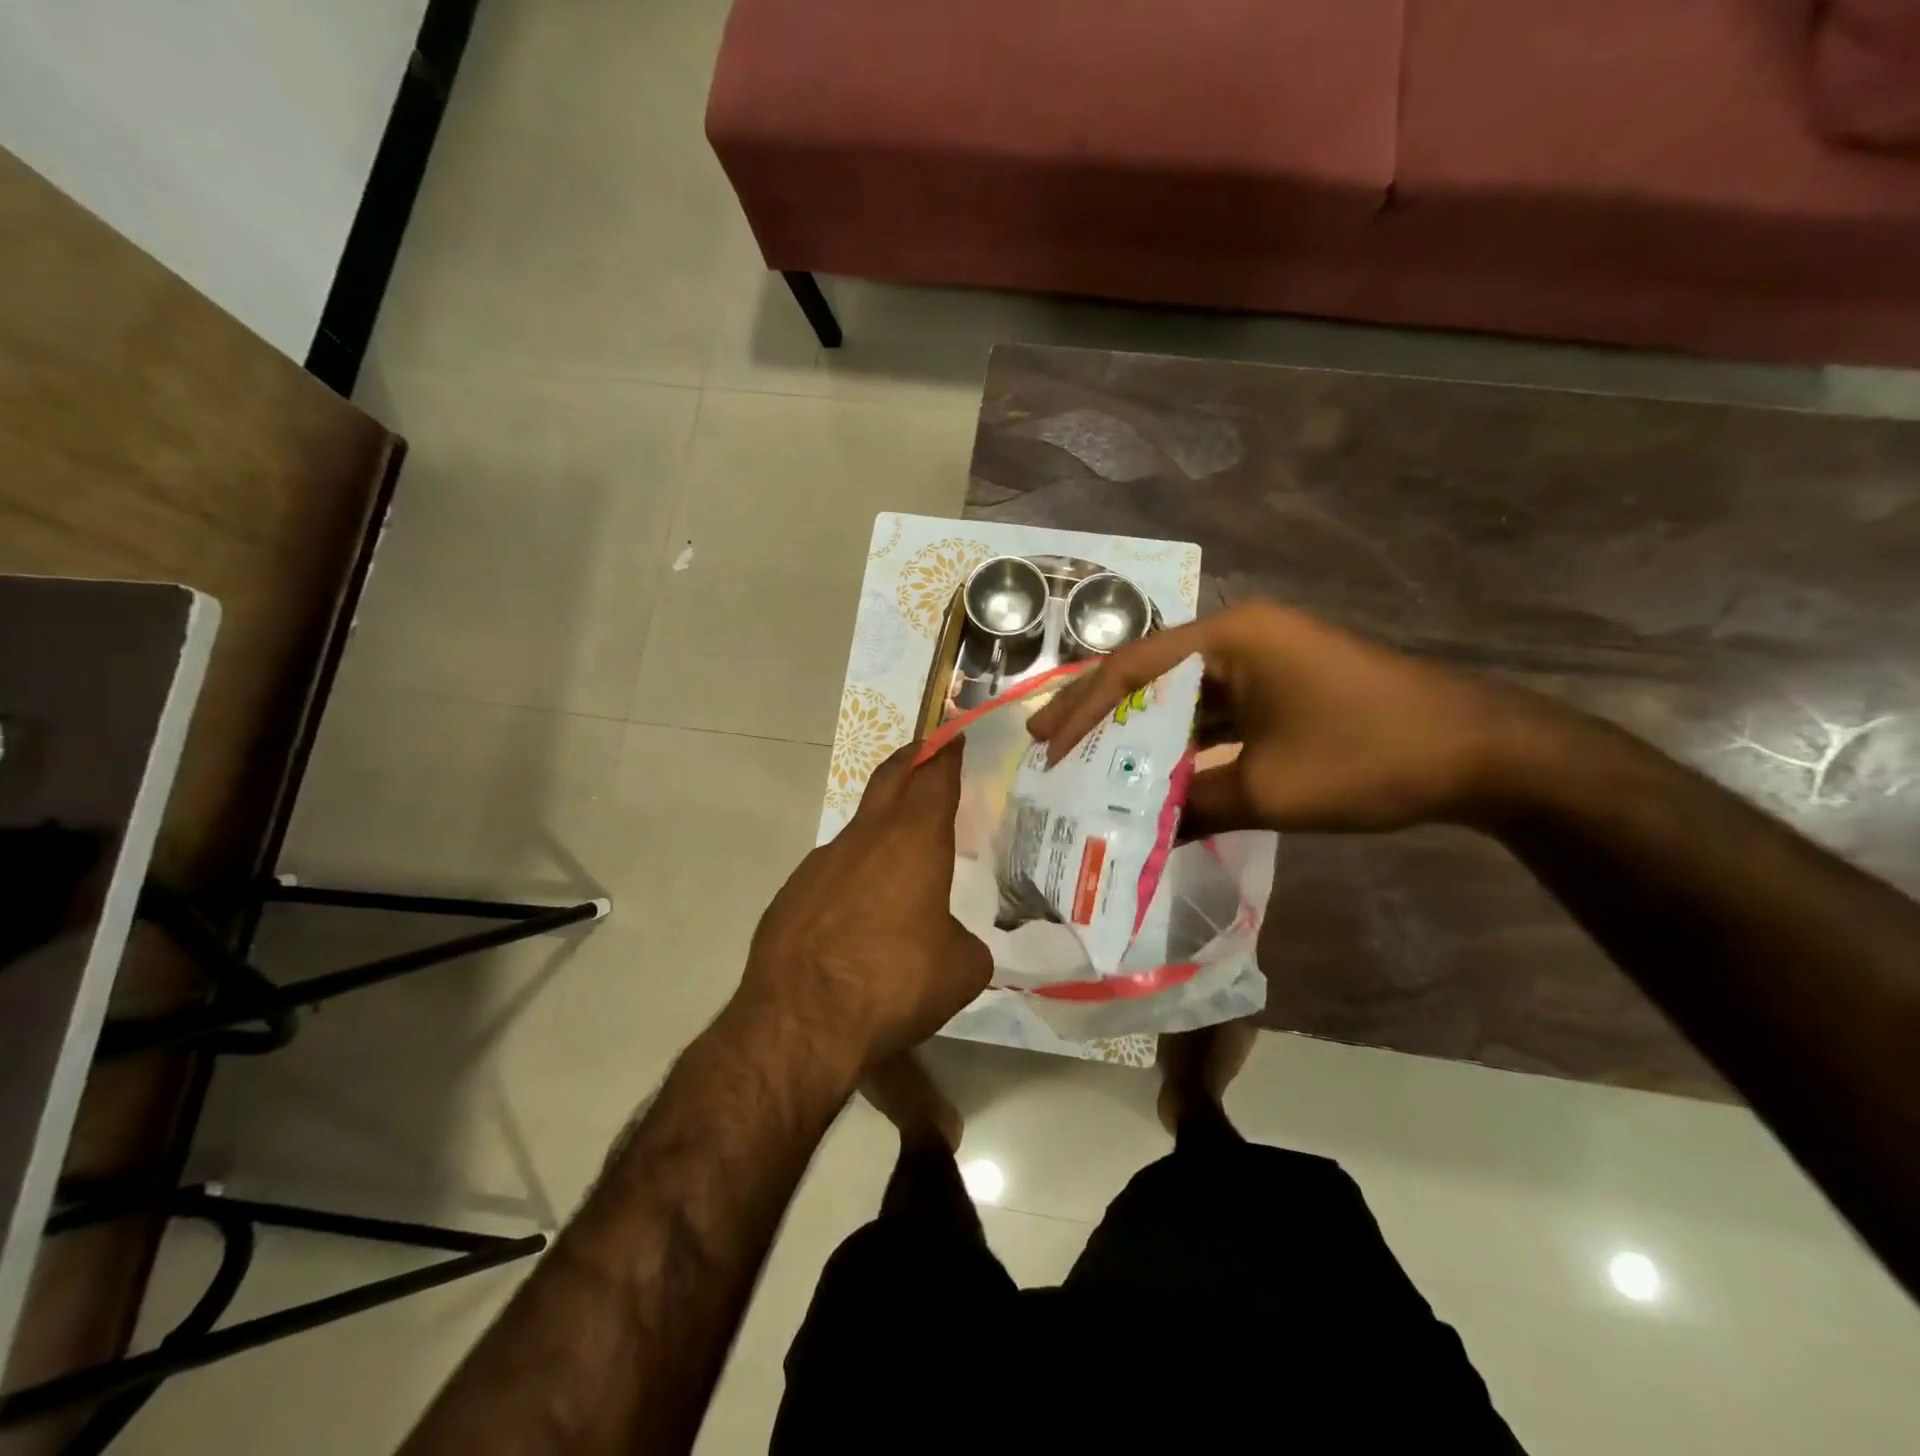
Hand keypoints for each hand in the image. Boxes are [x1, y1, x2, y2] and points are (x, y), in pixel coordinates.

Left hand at [739, 739, 990, 1074]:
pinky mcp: (791, 895)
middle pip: (889, 780)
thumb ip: (965, 942)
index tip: (953, 736)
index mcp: (913, 841)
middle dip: (911, 759)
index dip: (947, 753)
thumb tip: (952, 942)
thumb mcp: (960, 969)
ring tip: (899, 865)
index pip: (934, 778)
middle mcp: (865, 839)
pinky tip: (856, 920)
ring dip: (881, 832)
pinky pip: (832, 874)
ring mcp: (821, 864)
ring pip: (859, 832)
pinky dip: (852, 879)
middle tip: (926, 751)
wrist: (800, 1022)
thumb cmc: (894, 983)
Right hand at [1027, 600, 1538, 833]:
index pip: (1133, 668)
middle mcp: (1241, 637)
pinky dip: (1184, 740)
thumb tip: (1137, 838)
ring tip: (1087, 760)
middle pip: (1151, 673)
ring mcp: (1264, 659)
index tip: (1046, 746)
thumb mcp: (1271, 790)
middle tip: (1048, 745)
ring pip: (1182, 693)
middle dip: (1099, 712)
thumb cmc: (1370, 757)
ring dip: (1140, 728)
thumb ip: (1194, 807)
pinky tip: (1156, 769)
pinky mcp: (1282, 686)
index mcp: (1232, 640)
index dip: (1083, 710)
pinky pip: (1216, 709)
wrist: (1483, 753)